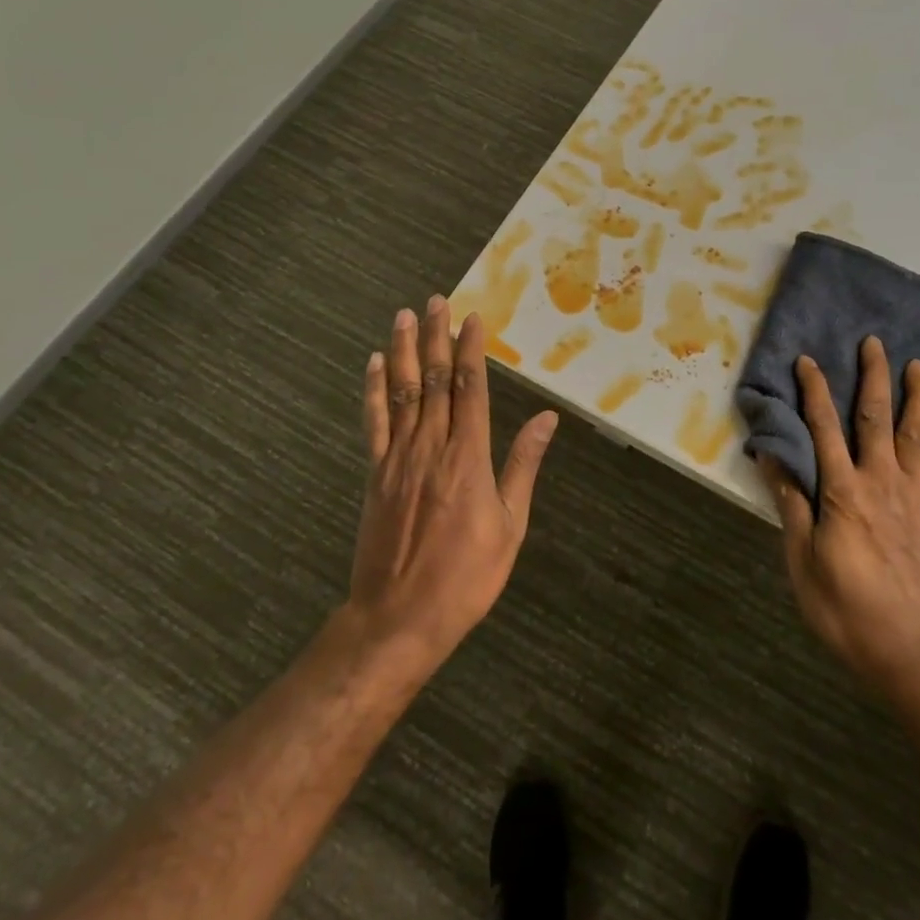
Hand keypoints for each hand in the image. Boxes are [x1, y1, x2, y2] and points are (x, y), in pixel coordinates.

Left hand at [350, 297, 558, 663]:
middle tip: (436, 301)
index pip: (470, 389)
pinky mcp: (374, 474)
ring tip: (405, 317)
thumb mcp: (510, 526)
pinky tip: (375, 365)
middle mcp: (431, 447)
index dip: (472, 350)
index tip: (472, 318)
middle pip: (435, 380)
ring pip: (403, 392)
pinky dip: (375, 390)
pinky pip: (374, 423)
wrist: (399, 618)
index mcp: (468, 458)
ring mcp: (397, 458)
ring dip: (405, 351)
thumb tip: (545, 420)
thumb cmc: (466, 576)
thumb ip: (523, 466)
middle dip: (437, 337)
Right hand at [758, 337, 919, 700]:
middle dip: (874, 378)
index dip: (815, 391)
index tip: (808, 360)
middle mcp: (884, 483)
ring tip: (919, 365)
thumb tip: (771, 457)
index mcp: (844, 492)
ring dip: (919, 398)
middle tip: (874, 342)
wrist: (917, 657)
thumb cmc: (849, 613)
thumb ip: (791, 506)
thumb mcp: (803, 564)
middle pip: (878, 419)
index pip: (824, 428)